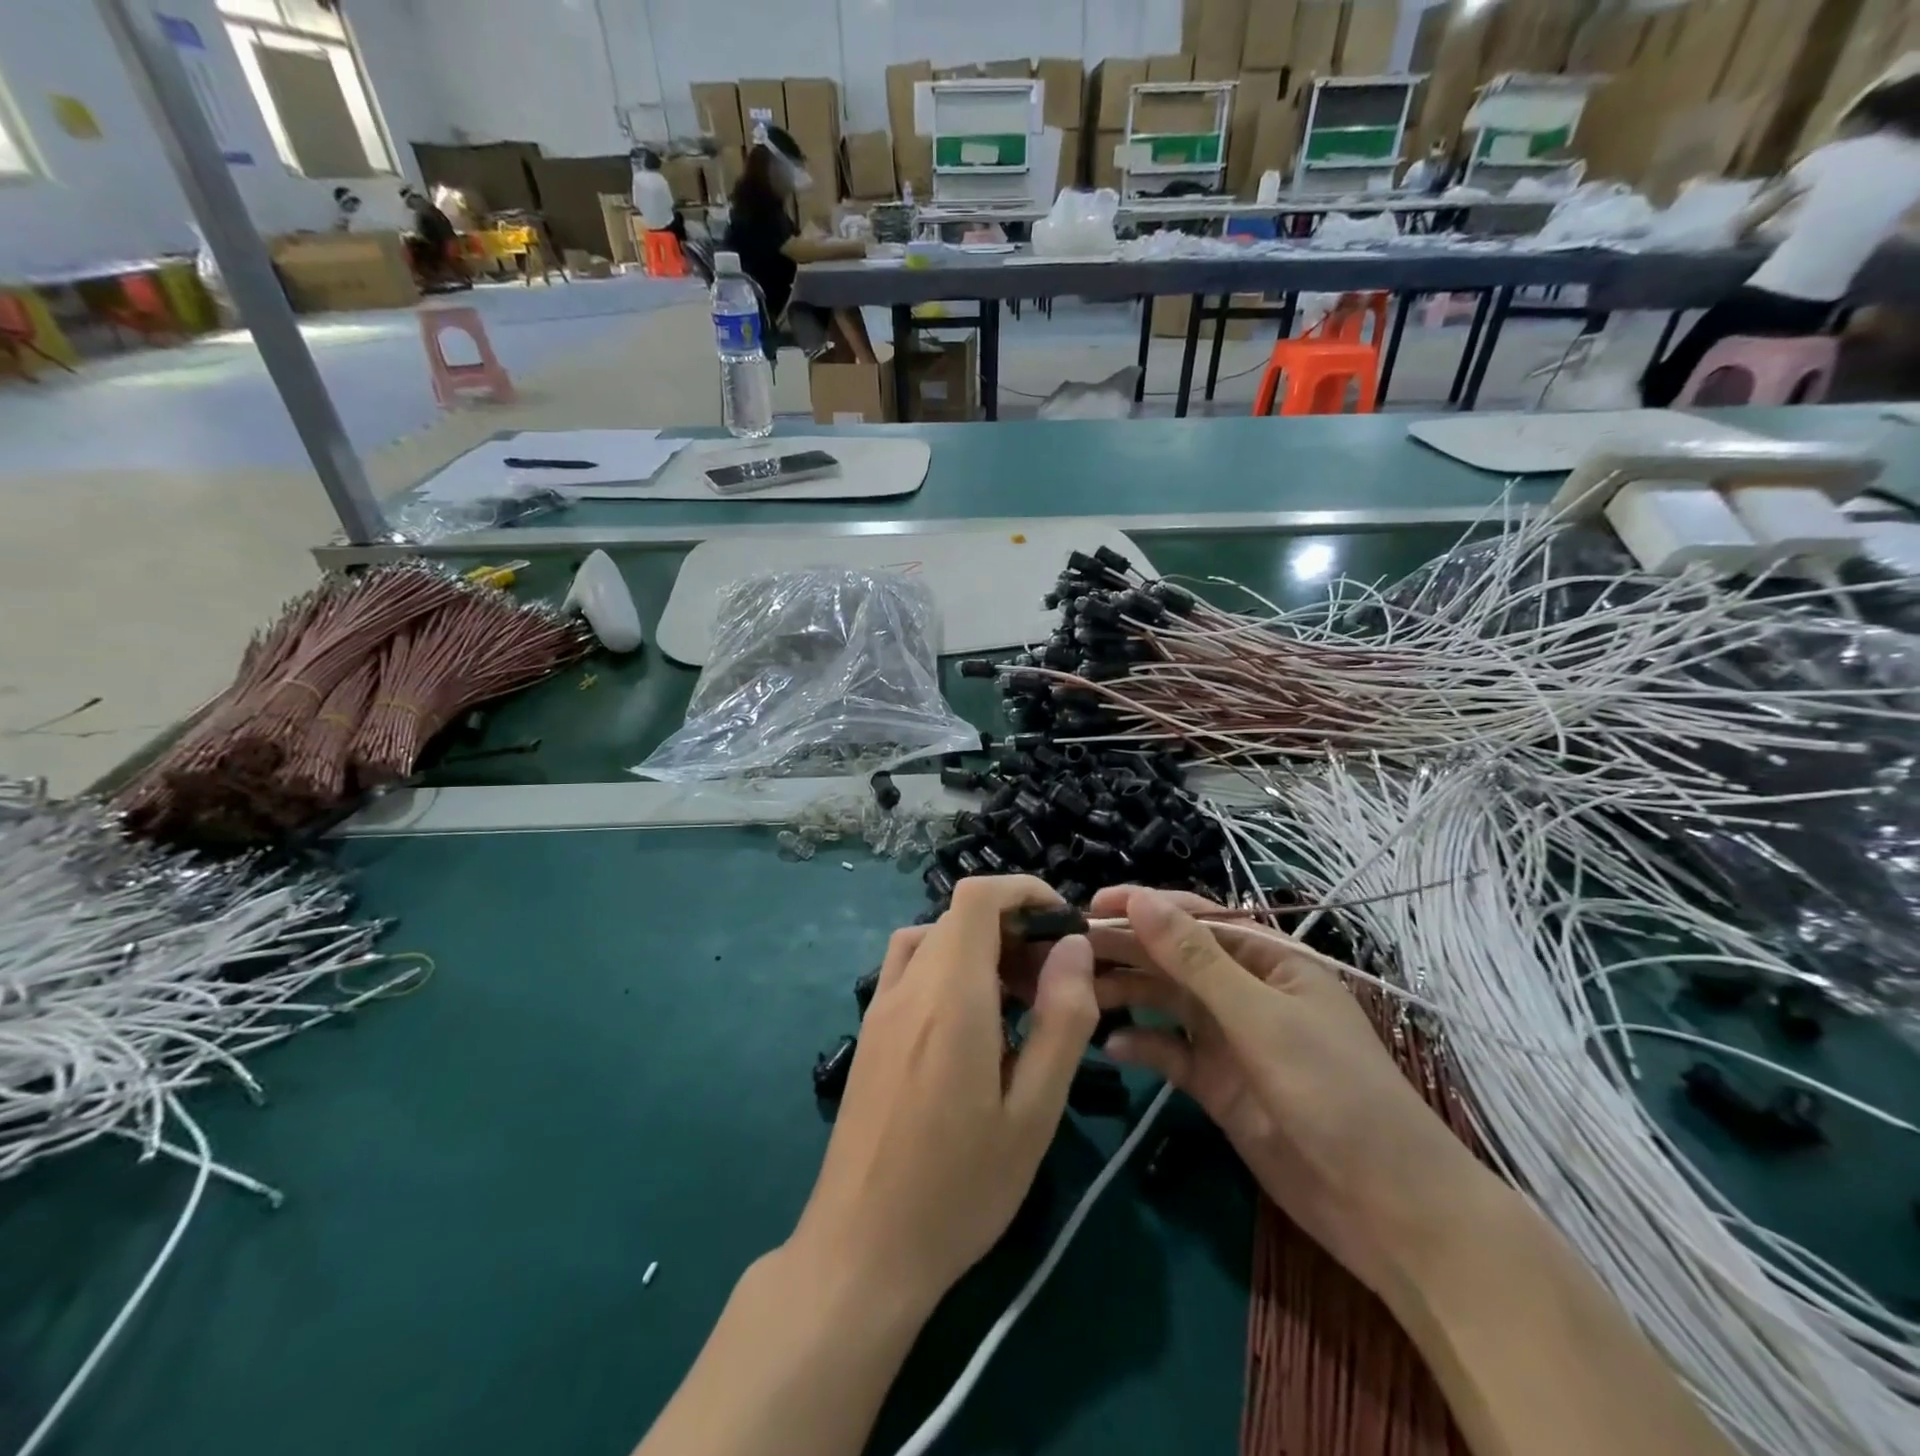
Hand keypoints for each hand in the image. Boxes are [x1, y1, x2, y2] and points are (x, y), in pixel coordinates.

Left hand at [790, 876, 1097, 1312]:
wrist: (862, 1249)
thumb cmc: (960, 1187)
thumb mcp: (1034, 1111)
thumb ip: (1061, 1020)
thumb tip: (1073, 948)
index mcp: (949, 994)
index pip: (977, 897)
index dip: (1022, 891)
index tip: (1063, 922)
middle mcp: (908, 985)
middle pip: (959, 918)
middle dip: (1012, 929)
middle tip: (1054, 983)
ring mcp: (880, 1007)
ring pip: (933, 940)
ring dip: (979, 949)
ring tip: (1017, 1002)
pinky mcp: (869, 1032)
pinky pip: (911, 969)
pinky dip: (948, 968)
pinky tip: (971, 1025)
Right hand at [1087, 887, 1486, 1297]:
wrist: (1388, 1211)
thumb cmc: (1334, 1093)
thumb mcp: (1261, 1018)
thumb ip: (1195, 959)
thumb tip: (1140, 900)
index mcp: (1267, 959)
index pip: (1194, 918)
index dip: (1142, 907)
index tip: (1089, 907)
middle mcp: (1244, 990)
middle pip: (1172, 958)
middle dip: (1124, 950)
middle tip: (1065, 952)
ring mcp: (1230, 1038)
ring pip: (1165, 1002)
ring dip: (1124, 994)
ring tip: (1075, 995)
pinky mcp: (1217, 1083)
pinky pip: (1169, 1052)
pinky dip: (1142, 1047)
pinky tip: (1111, 1049)